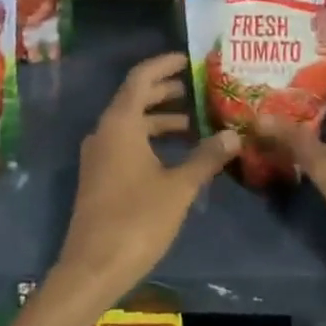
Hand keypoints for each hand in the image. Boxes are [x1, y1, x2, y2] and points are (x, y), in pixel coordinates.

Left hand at [51, 53, 236, 305]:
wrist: (92, 267)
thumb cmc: (137, 220)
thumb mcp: (178, 187)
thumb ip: (205, 158)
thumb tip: (233, 135)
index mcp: (120, 124)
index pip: (140, 78)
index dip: (163, 65)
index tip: (187, 59)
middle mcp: (104, 132)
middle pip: (134, 98)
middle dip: (163, 91)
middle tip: (195, 88)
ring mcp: (99, 155)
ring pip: (130, 123)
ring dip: (158, 118)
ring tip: (192, 122)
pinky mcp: (99, 176)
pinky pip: (125, 143)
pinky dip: (149, 139)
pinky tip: (174, 155)